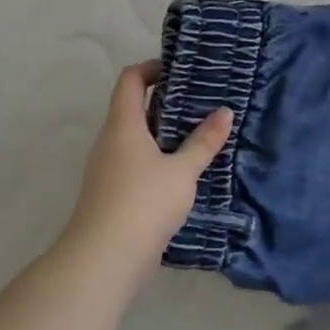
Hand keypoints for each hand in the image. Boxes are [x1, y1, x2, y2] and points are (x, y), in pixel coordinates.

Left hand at [63, 61, 232, 278]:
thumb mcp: (183, 170)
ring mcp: (108, 169)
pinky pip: (137, 163)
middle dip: (166, 102)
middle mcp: (110, 142)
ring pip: (136, 138)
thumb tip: (225, 112)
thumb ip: (204, 141)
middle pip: (134, 108)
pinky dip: (159, 158)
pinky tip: (184, 171)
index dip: (151, 68)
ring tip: (199, 135)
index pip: (130, 80)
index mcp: (123, 126)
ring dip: (164, 133)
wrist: (104, 261)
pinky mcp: (113, 194)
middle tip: (202, 102)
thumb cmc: (143, 203)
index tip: (180, 71)